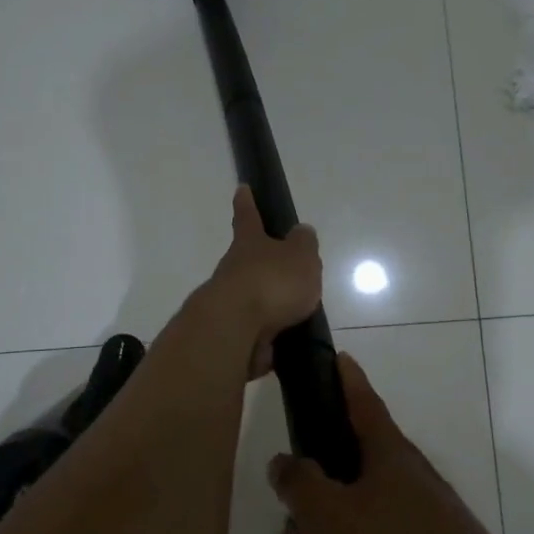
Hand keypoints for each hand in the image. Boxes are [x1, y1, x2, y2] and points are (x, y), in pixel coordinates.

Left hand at [204, 186, 322, 378]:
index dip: (246, 203)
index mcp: (249, 243)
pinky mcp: (231, 333)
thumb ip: (304, 244)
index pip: (248, 217)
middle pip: (247, 260)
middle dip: (262, 263)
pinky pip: (255, 331)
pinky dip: (268, 335)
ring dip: (268, 303)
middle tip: (285, 270)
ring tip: (296, 314)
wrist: (235, 329)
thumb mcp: (300, 256)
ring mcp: (229, 302)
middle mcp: (233, 269)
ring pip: (251, 297)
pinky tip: (285, 344)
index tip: (241, 189)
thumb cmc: (271, 282)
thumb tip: (301, 232)